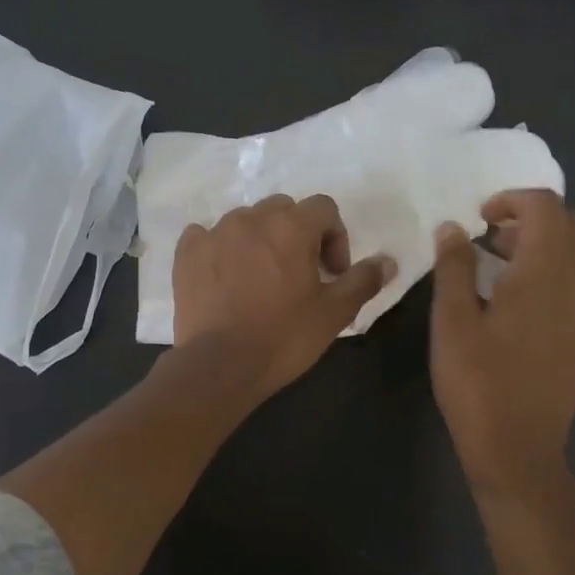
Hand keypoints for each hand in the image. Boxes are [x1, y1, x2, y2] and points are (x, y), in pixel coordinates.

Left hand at [173, 194, 394, 400]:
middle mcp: (251, 218)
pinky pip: (207, 235)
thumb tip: (388, 261)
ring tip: (260, 278)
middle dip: (297, 235)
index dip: (335, 237)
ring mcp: (214, 232)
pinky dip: (219, 248)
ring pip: (246, 221)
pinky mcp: (187, 252)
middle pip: (284, 210)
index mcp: (291, 226)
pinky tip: (224, 276)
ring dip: (260, 240)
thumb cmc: (284, 337)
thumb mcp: (334, 313)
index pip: (324, 208)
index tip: (331, 273)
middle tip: (299, 274)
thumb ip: (363, 280)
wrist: (220, 366)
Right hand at [430, 191, 574, 498]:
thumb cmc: (478, 384)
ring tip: (502, 268)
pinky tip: (520, 302)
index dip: (513, 200)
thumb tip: (454, 228)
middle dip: (541, 217)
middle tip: (499, 237)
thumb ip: (454, 267)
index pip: (546, 208)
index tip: (481, 219)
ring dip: (551, 244)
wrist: (518, 449)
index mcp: (544, 276)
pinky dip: (558, 271)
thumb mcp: (451, 323)